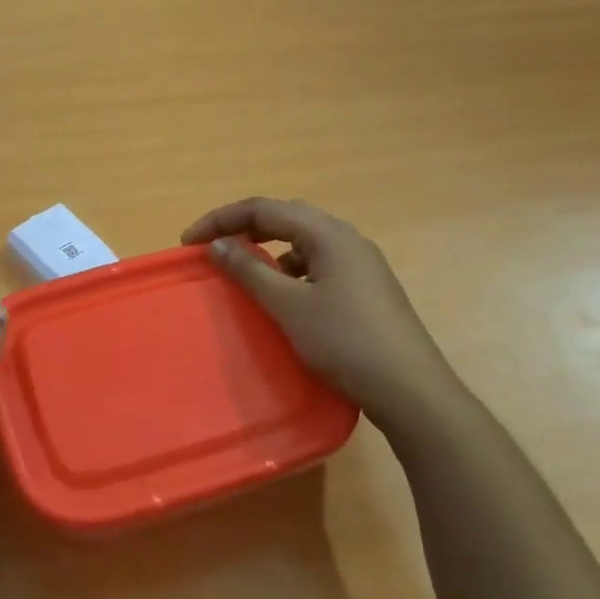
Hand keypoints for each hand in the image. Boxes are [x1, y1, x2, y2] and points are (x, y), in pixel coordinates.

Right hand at [181, 198, 470, 440]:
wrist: (411, 390)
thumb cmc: (345, 341)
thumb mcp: (288, 306)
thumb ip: (249, 270)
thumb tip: (217, 244)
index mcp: (328, 233)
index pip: (263, 209)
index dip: (221, 219)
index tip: (188, 242)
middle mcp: (346, 238)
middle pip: (285, 217)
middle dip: (244, 227)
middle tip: (212, 247)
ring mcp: (361, 263)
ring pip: (303, 240)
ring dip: (268, 248)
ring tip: (244, 269)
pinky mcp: (366, 287)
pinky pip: (318, 262)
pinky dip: (291, 269)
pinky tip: (284, 294)